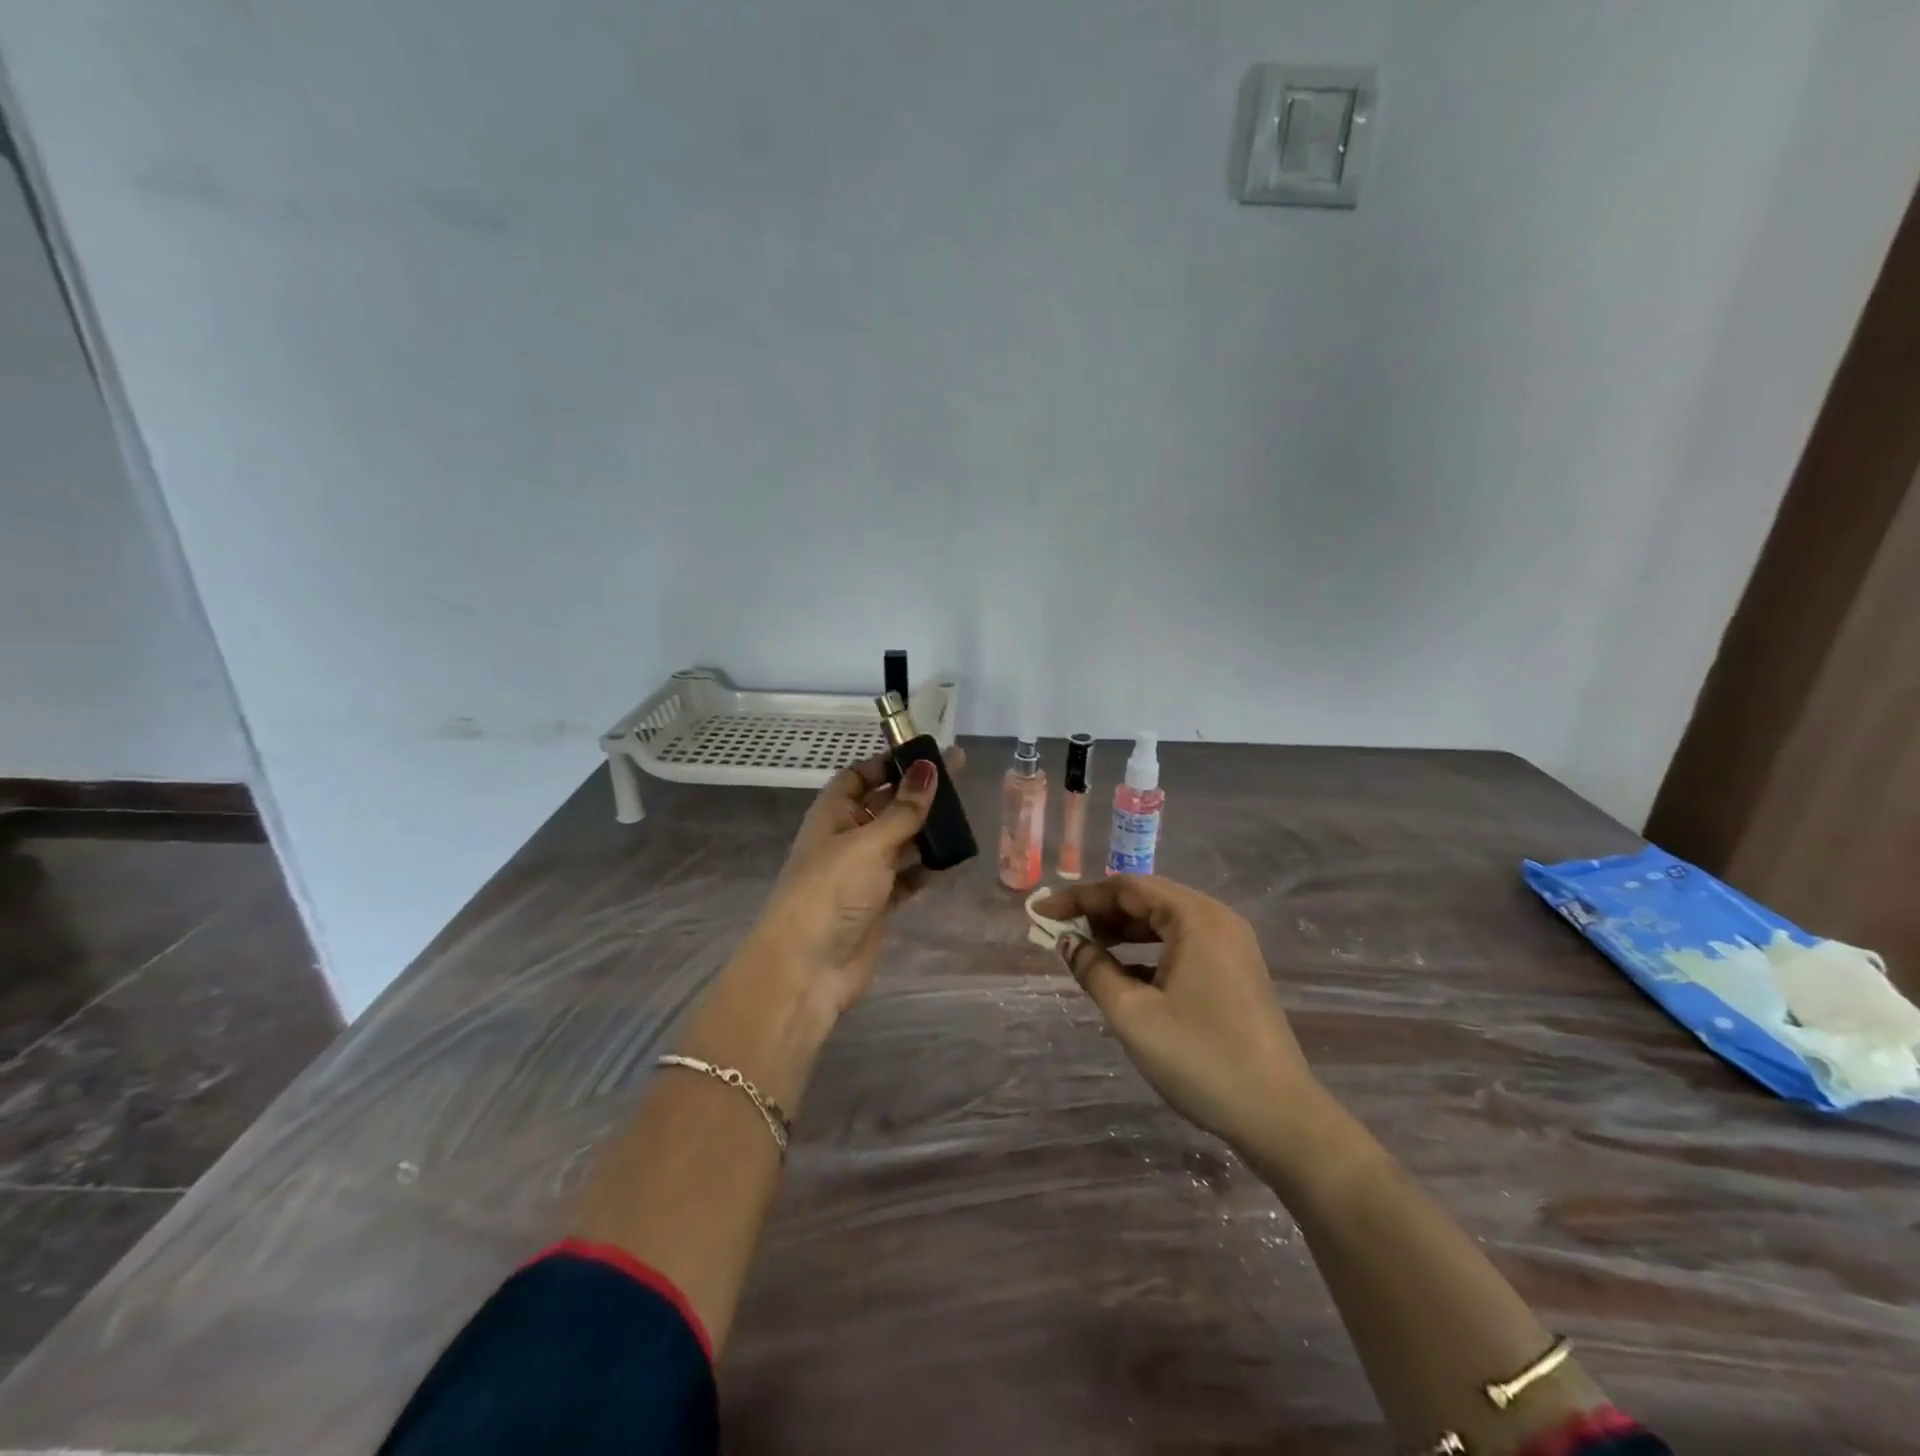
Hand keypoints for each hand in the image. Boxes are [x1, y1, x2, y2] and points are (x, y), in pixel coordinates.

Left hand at [746, 747, 966, 1014]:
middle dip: (916, 794)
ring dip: (926, 830)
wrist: (808, 966)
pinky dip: (927, 867)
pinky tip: (954, 857)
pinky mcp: (878, 904)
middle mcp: (846, 839)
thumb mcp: (869, 843)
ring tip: (964, 814)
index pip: (859, 777)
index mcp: (832, 815)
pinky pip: (907, 876)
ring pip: (899, 841)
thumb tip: (929, 767)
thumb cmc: (831, 890)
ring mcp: (862, 874)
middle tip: (959, 777)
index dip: (888, 765)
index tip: (925, 756)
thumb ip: (904, 809)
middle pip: (884, 807)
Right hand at [1035, 875, 1328, 1158]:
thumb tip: (1068, 942)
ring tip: (1084, 949)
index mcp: (1196, 917)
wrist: (1280, 1117)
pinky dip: (1147, 952)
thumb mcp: (1133, 1014)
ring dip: (1122, 933)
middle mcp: (1217, 920)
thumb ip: (1094, 970)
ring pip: (1164, 923)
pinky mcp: (1234, 972)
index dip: (1079, 898)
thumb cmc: (1201, 1058)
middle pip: (1146, 900)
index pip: (1126, 888)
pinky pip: (1181, 945)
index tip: (1042, 912)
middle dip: (1100, 913)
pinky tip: (1122, 974)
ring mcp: (1231, 946)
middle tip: (1060, 932)